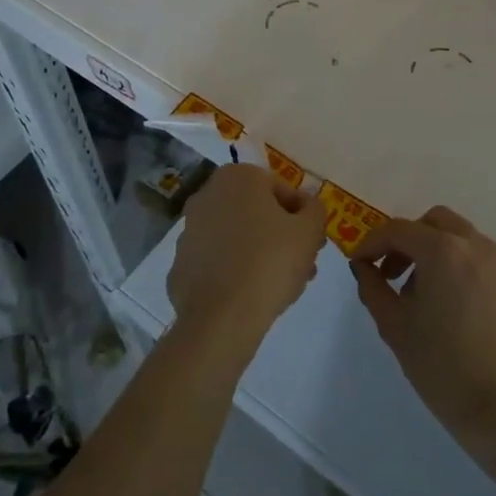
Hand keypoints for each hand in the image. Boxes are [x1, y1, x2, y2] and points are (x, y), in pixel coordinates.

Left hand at [167, 164, 325, 346]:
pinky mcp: (180, 264)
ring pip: (237, 236)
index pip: (282, 190)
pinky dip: (234, 271)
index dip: (303, 217)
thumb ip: (315, 209)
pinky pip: (218, 261)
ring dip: (261, 253)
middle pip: (257, 213)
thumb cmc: (270, 262)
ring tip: (283, 284)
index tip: (313, 242)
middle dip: (282, 236)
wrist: (222, 318)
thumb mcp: (309, 231)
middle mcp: (207, 194)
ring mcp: (189, 230)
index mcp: (238, 177)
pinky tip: (252, 294)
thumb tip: (307, 206)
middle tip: (303, 264)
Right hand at [352, 206, 495, 447]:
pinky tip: (456, 308)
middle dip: (409, 239)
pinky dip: (462, 269)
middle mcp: (475, 246)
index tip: (361, 263)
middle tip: (395, 273)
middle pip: (435, 222)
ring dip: (437, 252)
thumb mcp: (394, 327)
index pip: (399, 229)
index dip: (373, 242)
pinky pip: (483, 262)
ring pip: (462, 238)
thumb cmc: (441, 367)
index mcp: (442, 251)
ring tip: (426, 295)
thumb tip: (363, 266)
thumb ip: (373, 287)